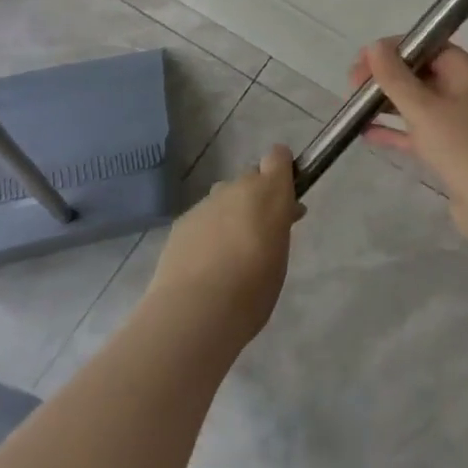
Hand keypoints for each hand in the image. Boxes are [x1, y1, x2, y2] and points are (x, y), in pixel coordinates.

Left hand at [150, 145, 302, 342]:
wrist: (196, 311)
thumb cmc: (253, 288)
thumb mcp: (281, 256)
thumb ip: (279, 227)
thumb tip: (281, 215)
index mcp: (269, 192)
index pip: (278, 157)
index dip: (282, 170)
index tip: (285, 195)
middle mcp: (236, 188)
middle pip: (250, 179)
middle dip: (256, 198)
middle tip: (260, 234)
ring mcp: (205, 204)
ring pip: (224, 199)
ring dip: (230, 215)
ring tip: (229, 254)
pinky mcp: (181, 222)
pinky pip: (202, 218)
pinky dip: (207, 233)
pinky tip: (205, 264)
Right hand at [353, 39, 467, 241]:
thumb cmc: (464, 148)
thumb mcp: (424, 108)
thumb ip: (396, 78)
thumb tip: (375, 47)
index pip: (431, 47)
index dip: (397, 48)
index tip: (365, 59)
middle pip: (424, 75)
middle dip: (389, 77)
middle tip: (353, 86)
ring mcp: (463, 126)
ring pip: (420, 106)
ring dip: (390, 104)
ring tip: (355, 109)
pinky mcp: (455, 153)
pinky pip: (421, 133)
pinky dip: (397, 131)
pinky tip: (367, 134)